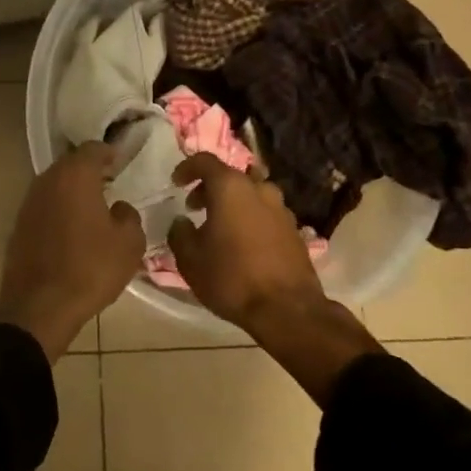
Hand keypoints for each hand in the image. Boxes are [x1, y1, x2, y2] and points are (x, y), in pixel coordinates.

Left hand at [0, 142, 143, 359]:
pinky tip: (73, 228)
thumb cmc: (89, 268)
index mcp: (75, 175)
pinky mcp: (19, 225)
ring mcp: (29, 202)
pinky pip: (45, 206)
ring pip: (56, 185)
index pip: (93, 148)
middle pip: (71, 164)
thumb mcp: (128, 244)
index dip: (110, 152)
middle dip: (90, 170)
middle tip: (110, 181)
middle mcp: (48, 180)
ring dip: (73, 191)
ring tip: (93, 206)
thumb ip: (129, 216)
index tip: (121, 161)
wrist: (38, 306)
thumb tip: (119, 208)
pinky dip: (60, 210)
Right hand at [169, 154, 379, 402]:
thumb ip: (180, 233)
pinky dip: (251, 219)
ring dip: (233, 204)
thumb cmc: (231, 278)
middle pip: (230, 176)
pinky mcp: (294, 229)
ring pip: (251, 195)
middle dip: (210, 188)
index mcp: (231, 187)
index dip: (187, 168)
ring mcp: (281, 208)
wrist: (287, 309)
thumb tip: (182, 222)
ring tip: (220, 228)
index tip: (176, 183)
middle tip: (195, 208)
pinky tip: (243, 244)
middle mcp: (259, 189)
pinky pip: (266, 214)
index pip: (205, 161)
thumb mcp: (190, 259)